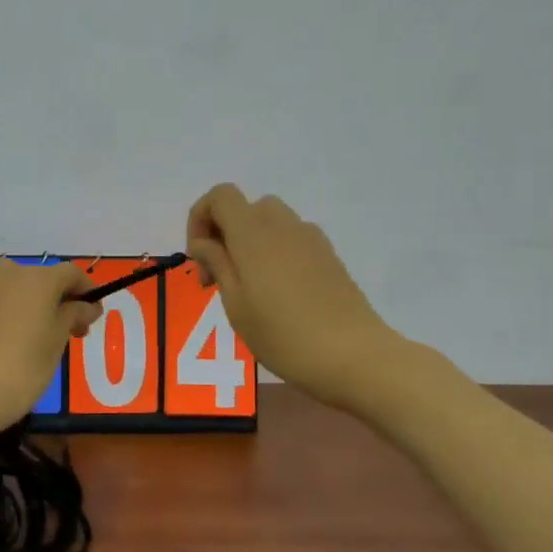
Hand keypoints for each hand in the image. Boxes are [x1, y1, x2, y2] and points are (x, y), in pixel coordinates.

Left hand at [0, 256, 100, 440]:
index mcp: (40, 282)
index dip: (85, 291)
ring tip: (29, 320)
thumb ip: (72, 317)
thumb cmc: (22, 372)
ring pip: (4, 278)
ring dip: (19, 291)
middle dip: (57, 299)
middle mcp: (8, 275)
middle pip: (40, 278)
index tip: (91, 316)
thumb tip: (87, 305)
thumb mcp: (57, 346)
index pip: (71, 274)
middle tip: (67, 332)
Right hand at [185, 184, 401, 410]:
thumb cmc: (283, 335)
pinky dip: (273, 253)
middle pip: (245, 208)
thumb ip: (217, 264)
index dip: (200, 218)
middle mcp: (283, 225)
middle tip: (218, 279)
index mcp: (254, 233)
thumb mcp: (236, 304)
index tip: (199, 258)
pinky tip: (277, 295)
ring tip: (246, 289)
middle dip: (223, 234)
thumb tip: (204, 242)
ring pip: (269, 223)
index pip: (220, 196)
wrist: (353, 355)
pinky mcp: (328, 256)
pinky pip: (291, 239)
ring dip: (249, 244)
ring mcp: (310, 238)